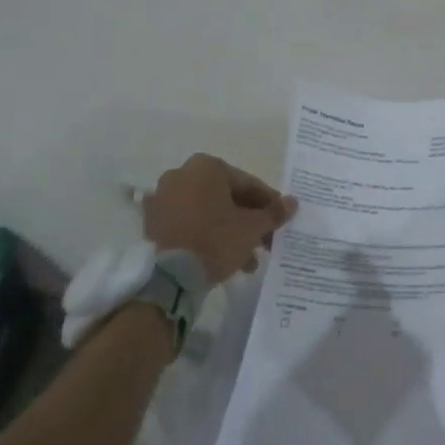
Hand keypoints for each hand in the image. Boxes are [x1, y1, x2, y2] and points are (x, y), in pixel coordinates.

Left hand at [144, 153, 297, 284]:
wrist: (169, 277)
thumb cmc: (215, 240)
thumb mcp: (252, 228)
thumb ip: (273, 212)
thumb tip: (293, 202)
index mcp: (207, 166)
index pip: (247, 184)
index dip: (268, 204)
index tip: (281, 220)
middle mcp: (182, 174)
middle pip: (226, 197)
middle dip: (247, 221)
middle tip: (265, 242)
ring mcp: (163, 198)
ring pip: (207, 212)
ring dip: (229, 231)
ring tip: (247, 260)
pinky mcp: (152, 222)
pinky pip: (188, 223)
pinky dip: (206, 235)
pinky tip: (222, 258)